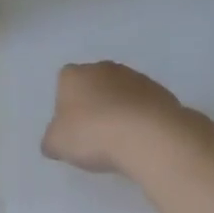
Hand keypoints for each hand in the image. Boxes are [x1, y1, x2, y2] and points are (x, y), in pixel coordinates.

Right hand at [40, 61, 186, 174]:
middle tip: (94, 135)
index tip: (71, 128)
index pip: (64, 83)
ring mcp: (136, 77)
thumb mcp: (56, 144)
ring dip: (119, 111)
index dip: (66, 106)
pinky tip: (140, 139)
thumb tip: (55, 140)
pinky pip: (143, 105)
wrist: (146, 135)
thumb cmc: (92, 134)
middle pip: (94, 86)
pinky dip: (140, 118)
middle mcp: (104, 68)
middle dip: (94, 105)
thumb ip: (52, 139)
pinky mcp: (160, 92)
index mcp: (74, 75)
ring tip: (120, 140)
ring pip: (121, 94)